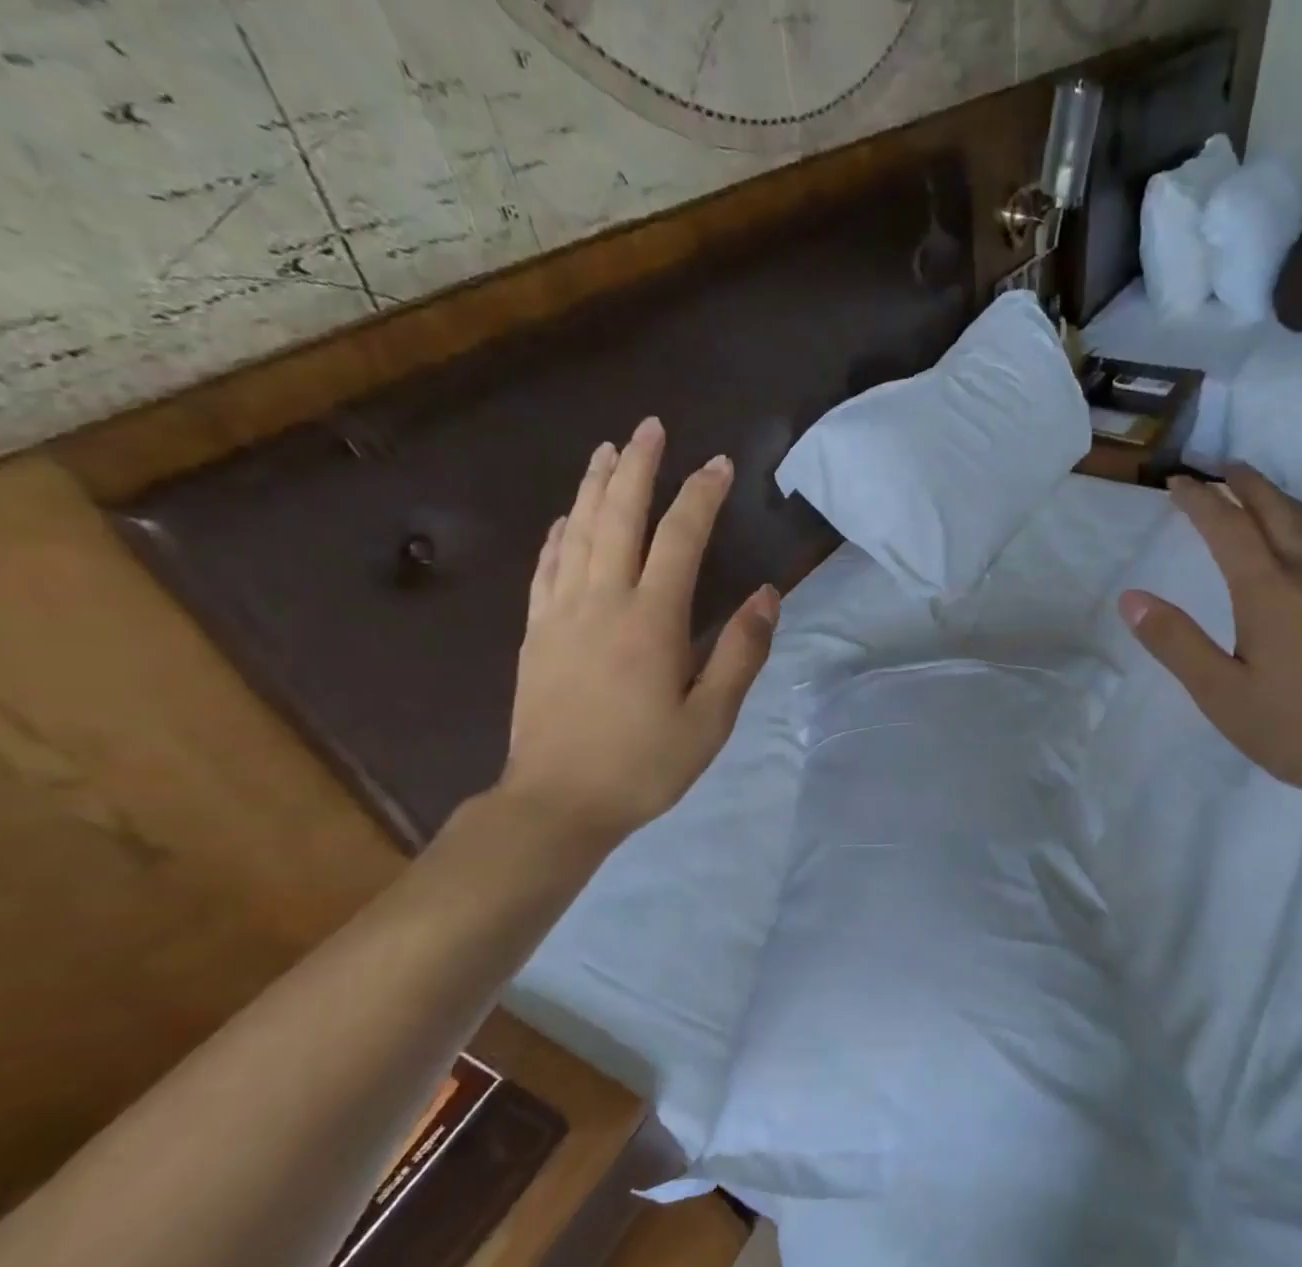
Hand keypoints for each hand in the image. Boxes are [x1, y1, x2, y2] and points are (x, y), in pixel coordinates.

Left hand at [501, 418, 779, 849]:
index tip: (719, 465)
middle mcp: (601, 601)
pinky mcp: (536, 633)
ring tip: (610, 450)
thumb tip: (765, 595)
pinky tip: (567, 518)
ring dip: (595, 486)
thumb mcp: (710, 718)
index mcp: (651, 620)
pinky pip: (547, 567)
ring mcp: (560, 614)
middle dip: (638, 468)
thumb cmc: (644, 764)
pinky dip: (560, 533)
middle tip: (651, 428)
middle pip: (619, 517)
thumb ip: (741, 653)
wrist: (557, 802)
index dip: (700, 496)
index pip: (679, 538)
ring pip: (578, 532)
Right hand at [1120, 467, 1301, 809]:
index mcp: (1269, 592)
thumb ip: (1175, 642)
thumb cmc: (1299, 730)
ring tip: (1266, 494)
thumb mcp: (1221, 694)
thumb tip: (1131, 598)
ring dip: (1285, 502)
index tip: (1178, 482)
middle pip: (1277, 512)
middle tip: (1223, 468)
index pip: (1227, 528)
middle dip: (1246, 485)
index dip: (1200, 501)